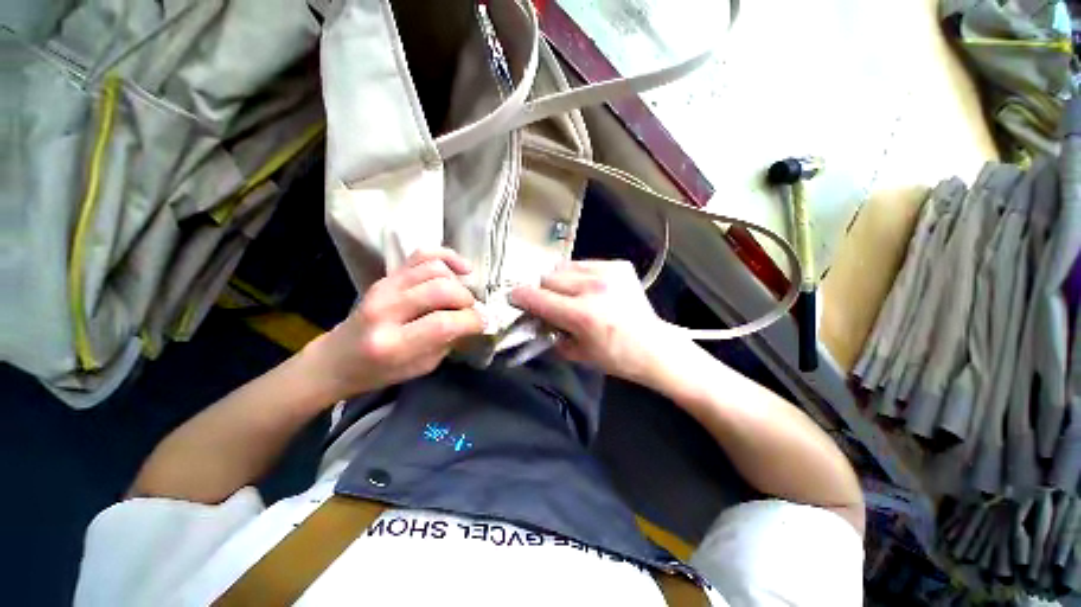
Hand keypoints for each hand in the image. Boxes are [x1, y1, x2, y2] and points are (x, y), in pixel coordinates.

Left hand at [309, 248, 484, 398]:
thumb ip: (448, 341)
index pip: (444, 323)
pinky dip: (447, 257)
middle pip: (441, 290)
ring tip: (461, 297)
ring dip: (457, 283)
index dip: (472, 321)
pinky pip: (423, 254)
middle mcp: (386, 310)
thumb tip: (474, 319)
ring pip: (435, 269)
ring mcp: (385, 287)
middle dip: (467, 301)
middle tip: (471, 312)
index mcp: (393, 344)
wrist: (337, 359)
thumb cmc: (380, 371)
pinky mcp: (387, 276)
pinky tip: (461, 268)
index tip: (483, 323)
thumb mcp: (421, 367)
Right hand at [510, 260, 677, 381]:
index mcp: (582, 314)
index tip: (514, 297)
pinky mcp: (619, 265)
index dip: (521, 297)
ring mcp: (608, 272)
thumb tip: (534, 319)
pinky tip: (590, 289)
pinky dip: (579, 275)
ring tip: (570, 294)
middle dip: (543, 291)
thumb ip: (550, 334)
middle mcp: (594, 287)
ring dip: (561, 281)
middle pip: (548, 277)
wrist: (654, 346)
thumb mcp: (577, 354)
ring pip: (564, 266)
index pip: (539, 298)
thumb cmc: (615, 357)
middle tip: (550, 303)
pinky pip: (584, 264)